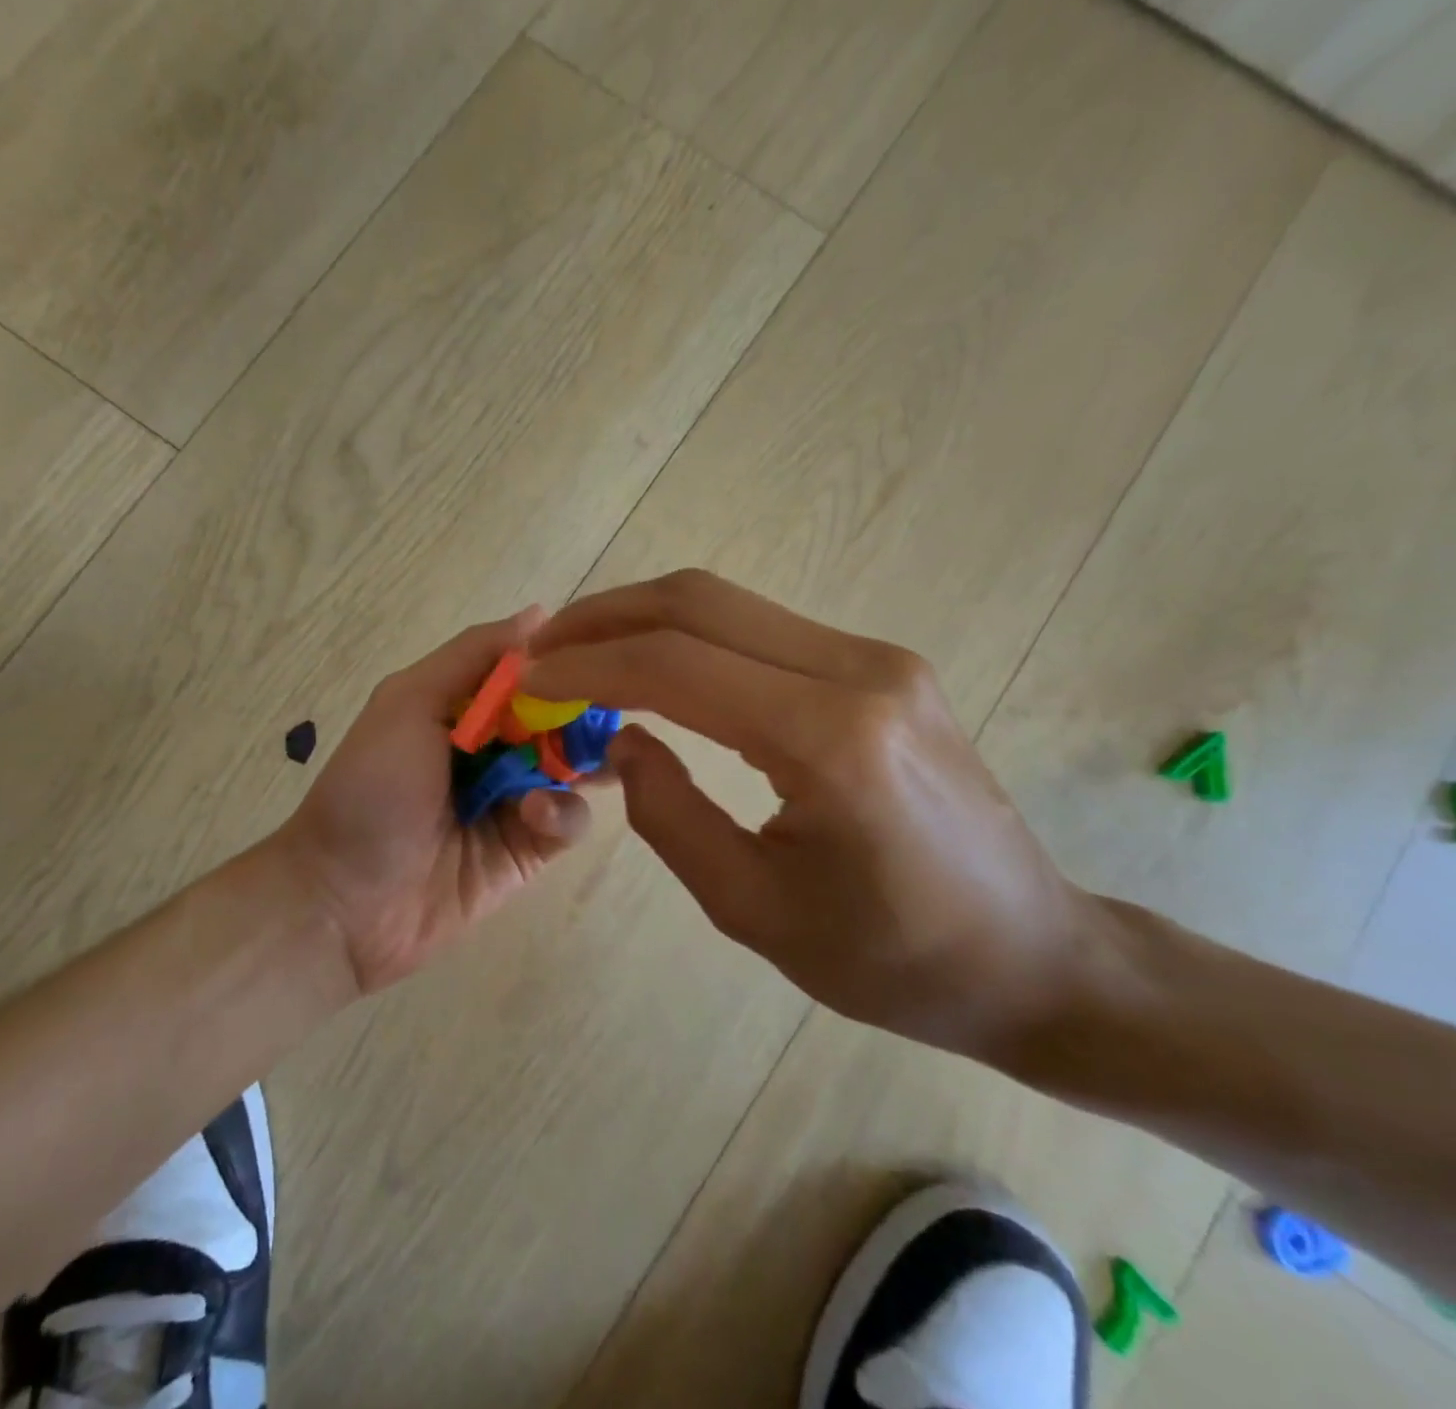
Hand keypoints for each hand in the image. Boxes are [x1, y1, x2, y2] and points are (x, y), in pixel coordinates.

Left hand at [276, 608, 594, 994]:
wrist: (345, 899)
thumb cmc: (371, 788)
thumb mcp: (408, 703)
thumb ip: (471, 656)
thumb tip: (540, 613)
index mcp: (462, 707)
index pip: (529, 673)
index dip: (564, 664)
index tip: (600, 655)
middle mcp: (493, 748)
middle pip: (559, 718)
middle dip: (586, 712)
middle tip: (617, 709)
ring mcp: (514, 800)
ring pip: (574, 768)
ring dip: (580, 761)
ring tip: (588, 761)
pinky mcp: (529, 850)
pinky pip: (568, 821)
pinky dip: (560, 811)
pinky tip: (533, 813)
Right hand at [524, 570, 1111, 1058]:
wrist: (1031, 955)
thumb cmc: (890, 957)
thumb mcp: (751, 907)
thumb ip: (667, 813)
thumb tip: (621, 737)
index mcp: (830, 741)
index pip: (676, 666)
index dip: (588, 665)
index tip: (528, 680)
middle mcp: (859, 673)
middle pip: (700, 602)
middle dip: (605, 616)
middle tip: (543, 648)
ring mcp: (878, 659)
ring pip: (727, 603)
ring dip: (642, 618)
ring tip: (580, 653)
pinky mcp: (881, 666)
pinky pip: (759, 630)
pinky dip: (688, 637)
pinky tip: (651, 667)